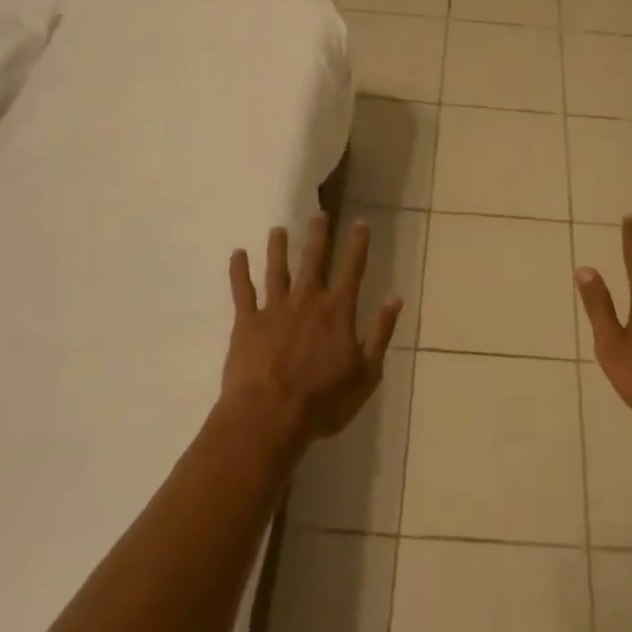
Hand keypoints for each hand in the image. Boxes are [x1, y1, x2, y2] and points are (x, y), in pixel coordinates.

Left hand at [224, 216, 400, 451]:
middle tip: (318, 214)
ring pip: (277, 269)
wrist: (269, 418)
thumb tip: (394, 299)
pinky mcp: (247, 322)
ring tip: (278, 229)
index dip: (358, 245)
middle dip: (318, 235)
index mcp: (338, 311)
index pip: (352, 269)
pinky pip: (242, 291)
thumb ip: (380, 333)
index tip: (360, 222)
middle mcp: (307, 300)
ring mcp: (275, 308)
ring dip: (278, 247)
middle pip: (314, 260)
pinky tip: (237, 254)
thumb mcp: (366, 373)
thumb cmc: (323, 401)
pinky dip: (239, 271)